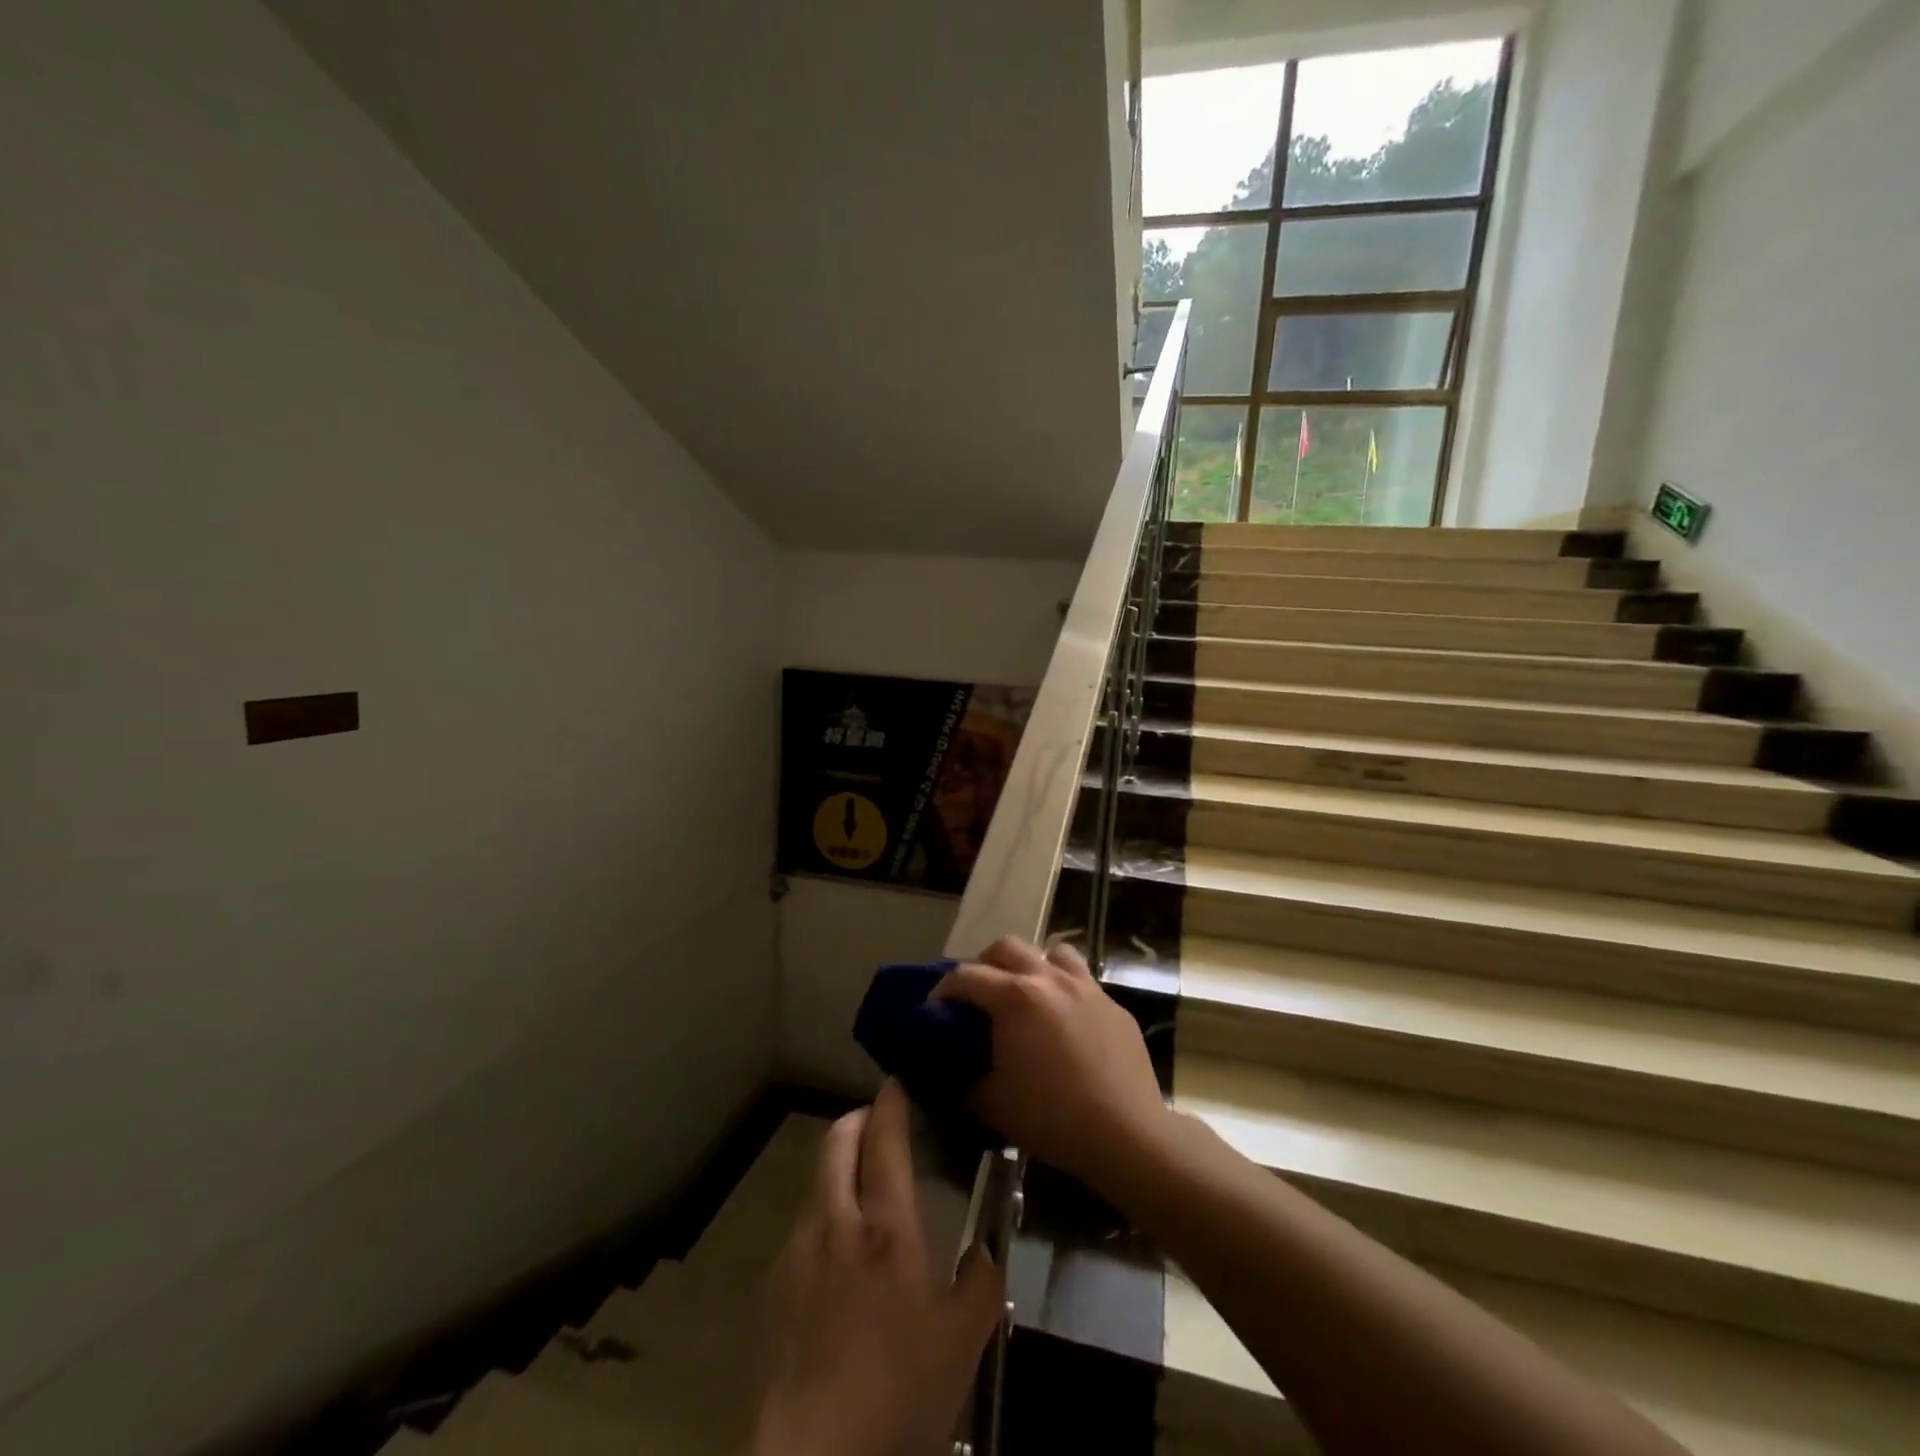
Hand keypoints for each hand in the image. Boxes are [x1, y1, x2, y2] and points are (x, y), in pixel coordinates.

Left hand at [755, 1081, 1004, 1455]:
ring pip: (816, 1179)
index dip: (890, 1102)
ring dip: (839, 1165)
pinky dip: (823, 1210)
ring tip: (863, 1186)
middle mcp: (836, 1220)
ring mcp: (799, 1249)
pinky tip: (839, 1250)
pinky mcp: (775, 1282)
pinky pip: (803, 1222)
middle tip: (880, 1123)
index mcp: (885, 1225)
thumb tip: (985, 1253)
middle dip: (857, 1119)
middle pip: (837, 1141)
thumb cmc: (898, 1390)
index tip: (899, 1082)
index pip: (884, 1138)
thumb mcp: (963, 1343)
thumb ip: (981, 1285)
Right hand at [934, 938, 1170, 1201]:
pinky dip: (1064, 991)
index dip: (943, 989)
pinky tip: (1065, 1024)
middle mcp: (1050, 979)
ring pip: (1052, 952)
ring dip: (1031, 966)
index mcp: (1015, 997)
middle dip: (985, 964)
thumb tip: (949, 1067)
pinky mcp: (1114, 1005)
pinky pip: (1082, 982)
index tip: (933, 1008)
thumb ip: (963, 1077)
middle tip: (978, 995)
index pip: (966, 976)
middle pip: (1007, 947)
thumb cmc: (1052, 1118)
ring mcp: (1086, 988)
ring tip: (1026, 995)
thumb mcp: (991, 1103)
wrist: (1126, 1134)